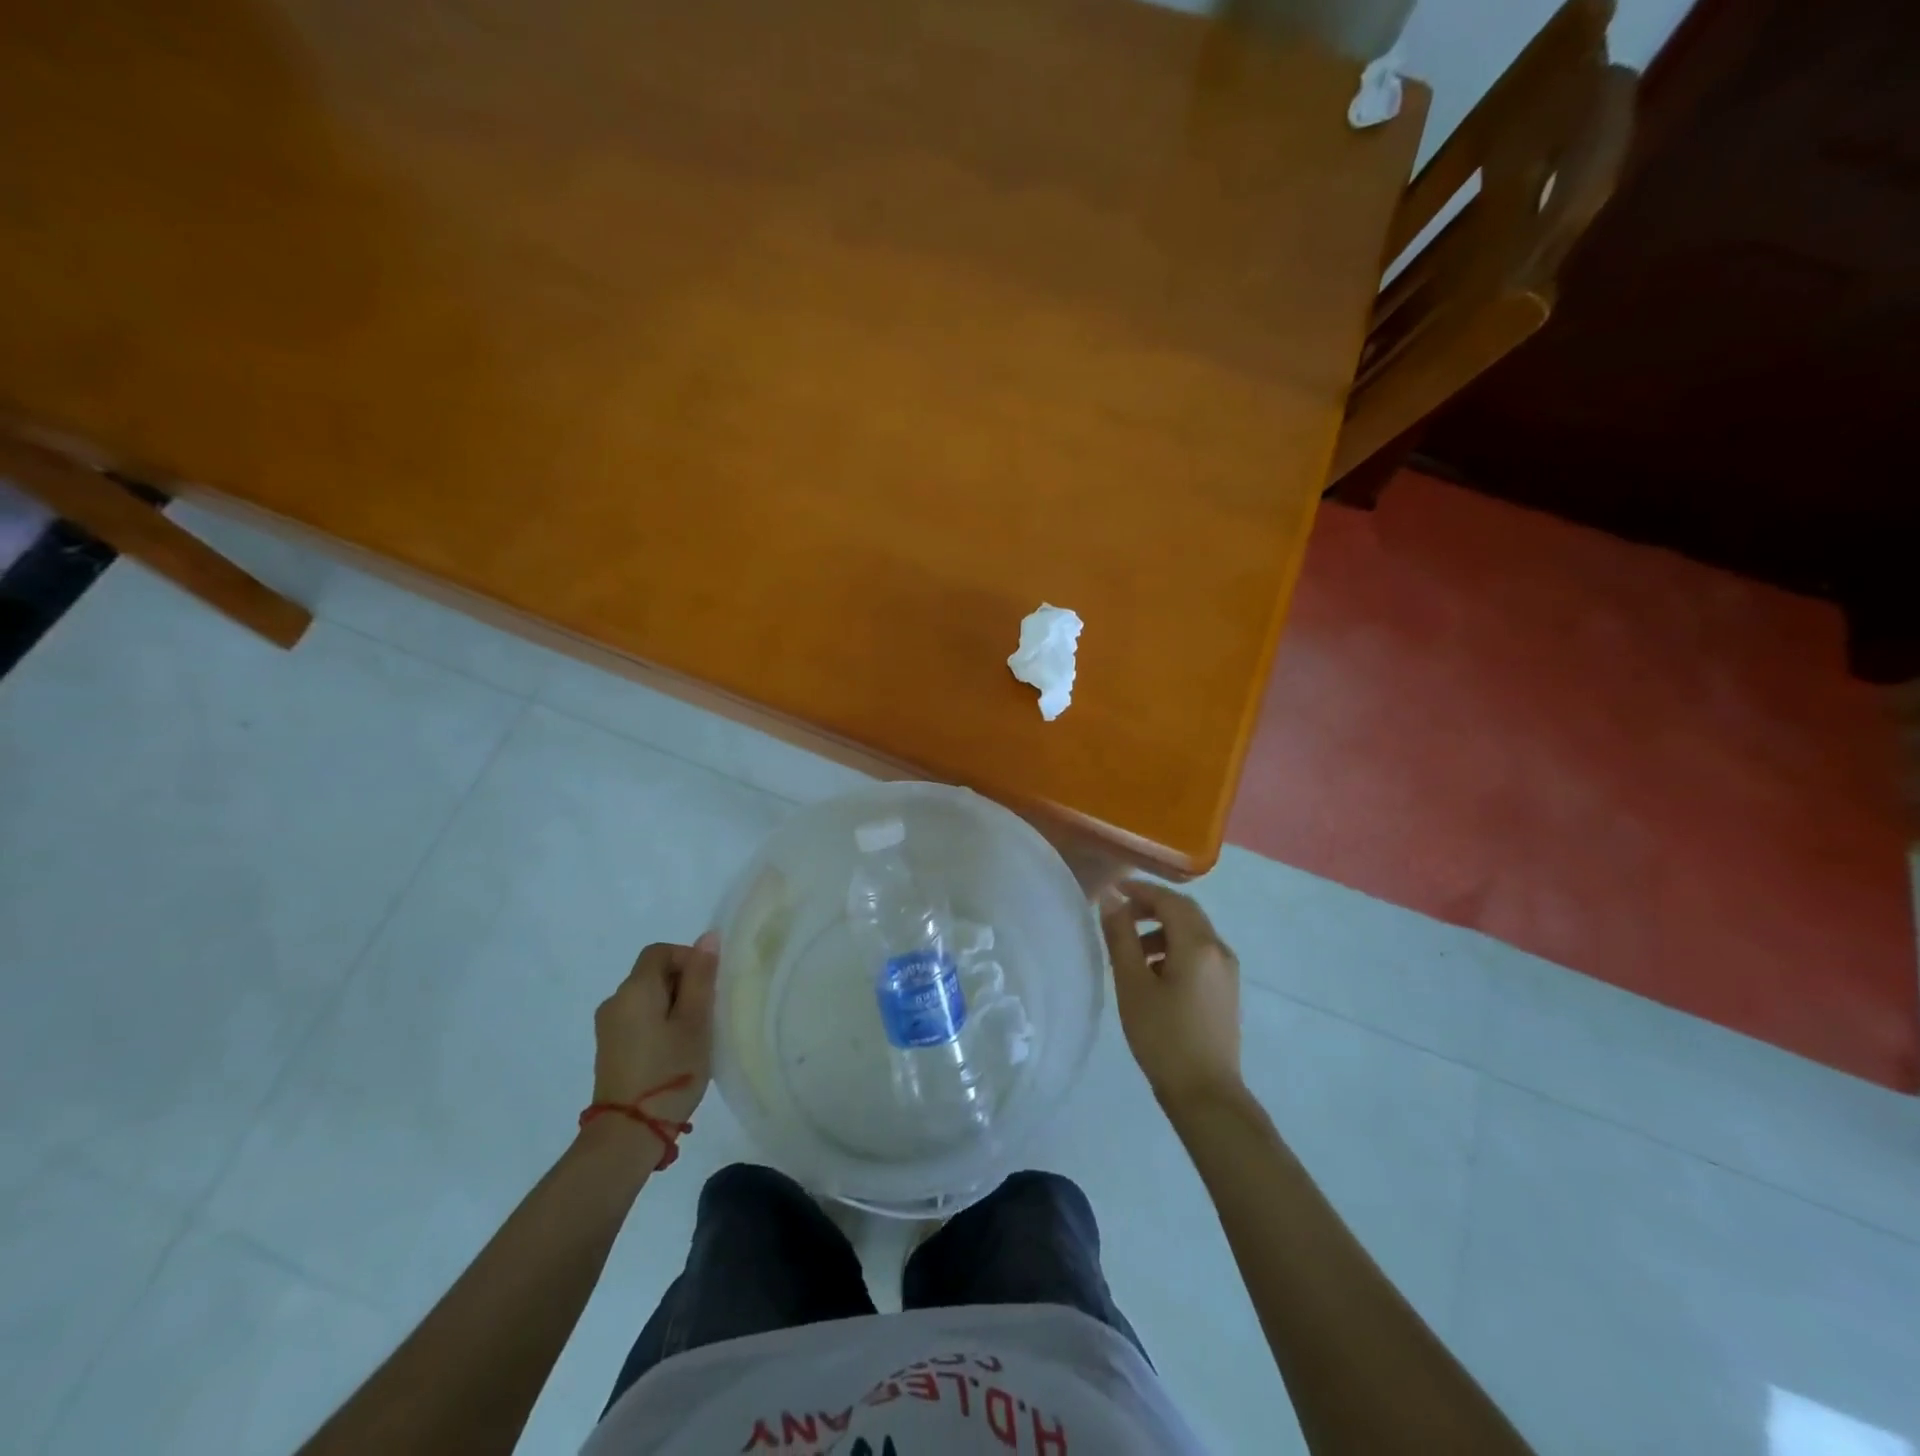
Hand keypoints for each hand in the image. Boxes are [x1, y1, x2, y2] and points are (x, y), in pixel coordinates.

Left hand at [590, 934, 718, 1139]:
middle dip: (683, 984)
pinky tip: (674, 1051)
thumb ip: (701, 977)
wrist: (627, 1134)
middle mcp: (615, 1001)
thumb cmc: (669, 1071)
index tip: (709, 987)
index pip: (661, 951)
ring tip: (694, 1035)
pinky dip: (659, 1024)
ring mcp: (608, 1027)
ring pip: (647, 998)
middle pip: (653, 973)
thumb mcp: (695, 1022)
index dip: (688, 958)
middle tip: (707, 1014)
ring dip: (673, 1006)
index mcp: (635, 989)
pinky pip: (638, 1019)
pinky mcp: (609, 1049)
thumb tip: (708, 938)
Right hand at [1101, 880, 1244, 1111]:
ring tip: (1131, 952)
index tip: (1113, 891)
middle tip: (1120, 916)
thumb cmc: (1163, 1036)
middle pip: (1185, 913)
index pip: (1169, 901)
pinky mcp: (1226, 990)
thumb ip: (1121, 937)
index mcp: (1198, 944)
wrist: (1206, 1094)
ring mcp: (1227, 971)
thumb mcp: (1132, 984)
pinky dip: (1175, 949)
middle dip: (1152, 907)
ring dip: (1162, 930)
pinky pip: (1200, 953)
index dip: (1141, 890)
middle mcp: (1219, 950)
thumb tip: (1111, 900)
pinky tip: (1154, 974)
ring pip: (1193, 934)